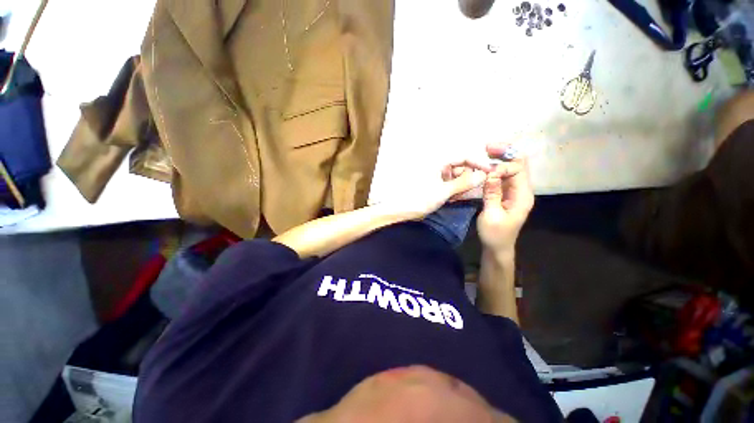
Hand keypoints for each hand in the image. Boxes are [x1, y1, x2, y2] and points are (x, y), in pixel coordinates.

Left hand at [382, 160, 488, 219]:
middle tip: (471, 190)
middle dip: (467, 178)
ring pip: (455, 177)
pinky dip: (453, 191)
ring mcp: (435, 176)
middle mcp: (438, 166)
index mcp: (438, 162)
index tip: (489, 172)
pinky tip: (452, 198)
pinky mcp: (434, 185)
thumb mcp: (443, 192)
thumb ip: (463, 183)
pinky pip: (449, 184)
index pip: (463, 156)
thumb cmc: (419, 199)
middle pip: (460, 167)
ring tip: (457, 197)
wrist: (401, 211)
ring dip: (460, 186)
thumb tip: (482, 175)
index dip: (477, 163)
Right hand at [477, 144, 534, 255]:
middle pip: (519, 164)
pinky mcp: (506, 194)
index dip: (502, 167)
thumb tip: (491, 173)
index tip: (485, 173)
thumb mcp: (491, 215)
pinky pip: (504, 176)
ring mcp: (514, 191)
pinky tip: (485, 165)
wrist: (498, 247)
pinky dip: (495, 168)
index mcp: (522, 196)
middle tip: (488, 146)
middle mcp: (522, 190)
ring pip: (512, 168)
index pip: (518, 170)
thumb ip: (492, 194)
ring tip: (485, 152)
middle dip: (506, 152)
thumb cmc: (495, 234)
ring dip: (500, 158)